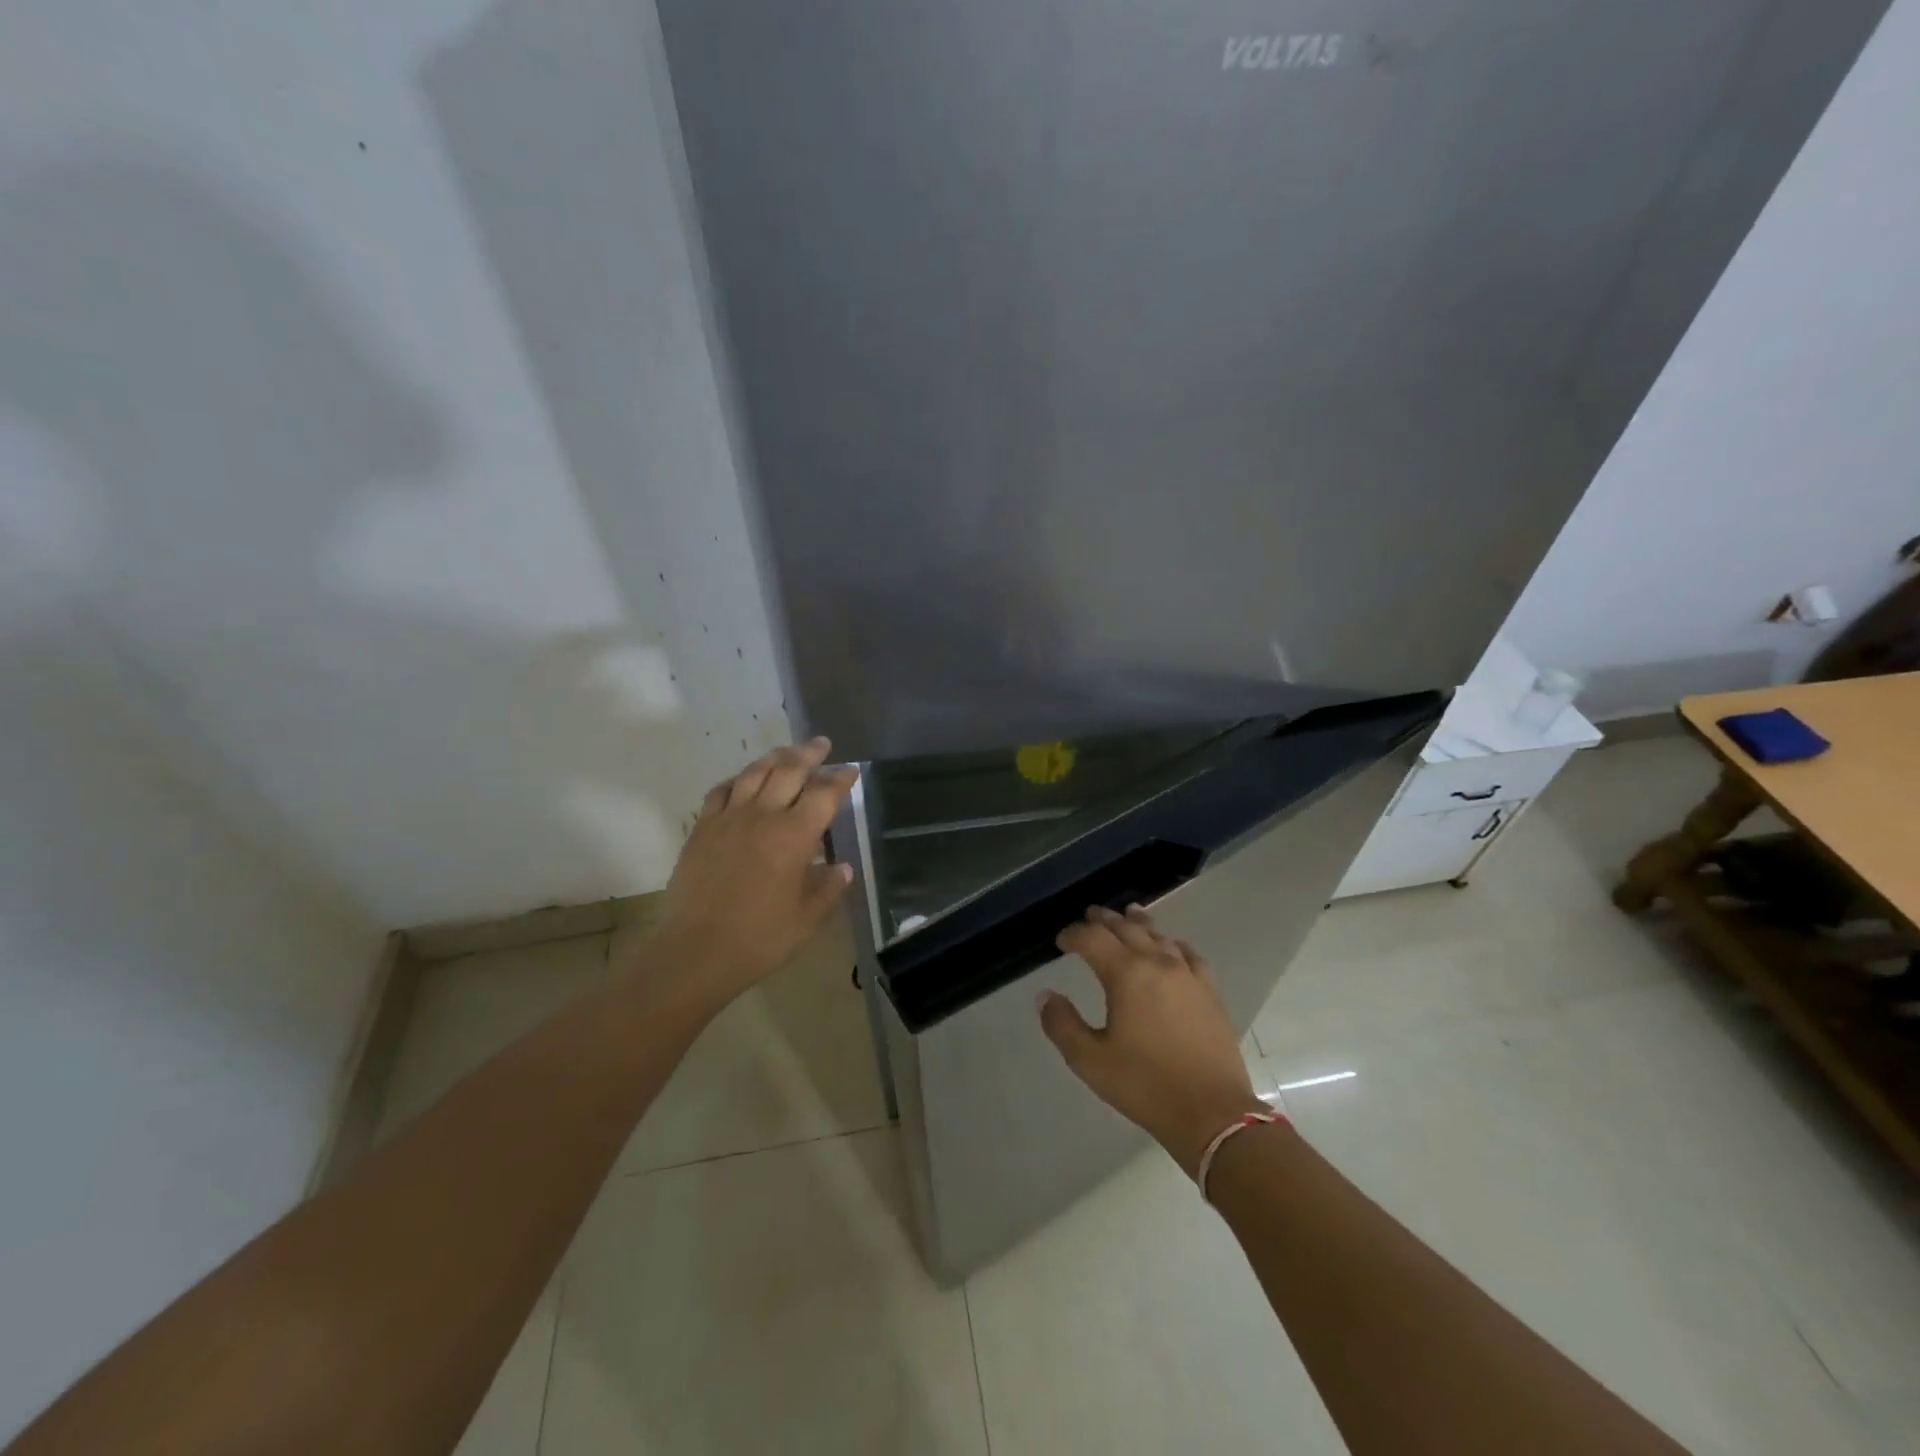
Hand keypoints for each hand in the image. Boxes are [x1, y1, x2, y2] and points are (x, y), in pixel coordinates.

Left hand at [650, 737, 857, 1009]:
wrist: (696, 951)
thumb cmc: (760, 938)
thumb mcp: (807, 919)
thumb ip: (828, 889)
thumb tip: (843, 869)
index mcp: (794, 836)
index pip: (824, 794)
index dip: (840, 779)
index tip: (851, 770)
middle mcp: (763, 816)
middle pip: (789, 770)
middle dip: (810, 754)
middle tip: (822, 744)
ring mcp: (728, 818)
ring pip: (754, 773)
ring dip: (775, 758)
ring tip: (787, 752)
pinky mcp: (702, 829)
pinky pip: (721, 791)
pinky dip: (737, 779)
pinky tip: (742, 781)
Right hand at [1039, 905, 1268, 1176]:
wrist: (1212, 1113)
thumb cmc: (1145, 1085)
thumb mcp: (1090, 1061)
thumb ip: (1062, 1024)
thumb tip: (1046, 996)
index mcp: (1126, 975)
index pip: (1093, 939)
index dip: (1073, 935)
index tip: (1061, 941)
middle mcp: (1157, 963)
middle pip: (1127, 929)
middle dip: (1105, 920)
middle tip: (1090, 915)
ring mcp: (1188, 975)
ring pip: (1159, 936)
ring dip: (1138, 924)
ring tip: (1129, 915)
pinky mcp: (1210, 992)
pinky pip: (1190, 955)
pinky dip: (1174, 944)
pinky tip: (1173, 947)